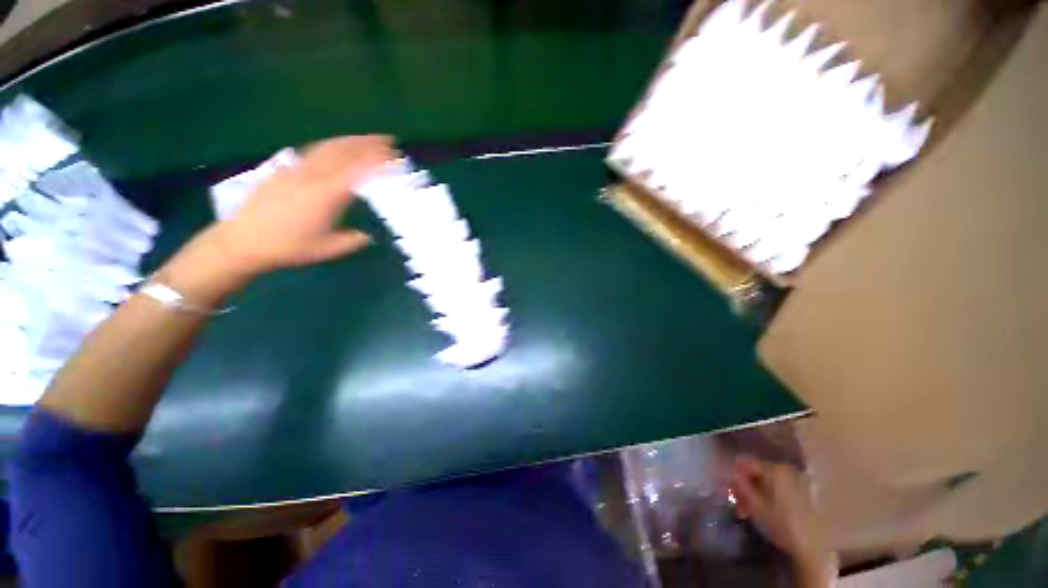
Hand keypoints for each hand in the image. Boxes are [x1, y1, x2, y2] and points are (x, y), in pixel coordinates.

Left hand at [209, 135, 394, 277]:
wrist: (243, 240)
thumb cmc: (289, 247)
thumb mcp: (329, 249)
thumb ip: (354, 240)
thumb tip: (369, 235)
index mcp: (328, 194)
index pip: (359, 170)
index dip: (379, 160)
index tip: (395, 156)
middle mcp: (313, 175)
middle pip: (344, 151)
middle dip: (368, 143)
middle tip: (388, 140)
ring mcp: (297, 169)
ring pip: (328, 147)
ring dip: (351, 140)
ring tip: (367, 138)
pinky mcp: (284, 170)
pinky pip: (312, 151)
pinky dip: (331, 146)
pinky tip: (336, 148)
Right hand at [730, 457, 834, 584]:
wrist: (813, 547)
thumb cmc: (781, 524)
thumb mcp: (755, 506)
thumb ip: (739, 486)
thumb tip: (727, 473)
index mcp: (774, 469)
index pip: (745, 464)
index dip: (733, 475)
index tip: (726, 489)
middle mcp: (786, 469)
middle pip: (756, 473)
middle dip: (744, 487)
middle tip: (738, 504)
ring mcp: (796, 480)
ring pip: (766, 482)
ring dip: (754, 494)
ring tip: (747, 511)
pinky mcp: (802, 491)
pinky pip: (777, 487)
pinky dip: (767, 496)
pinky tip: (762, 510)